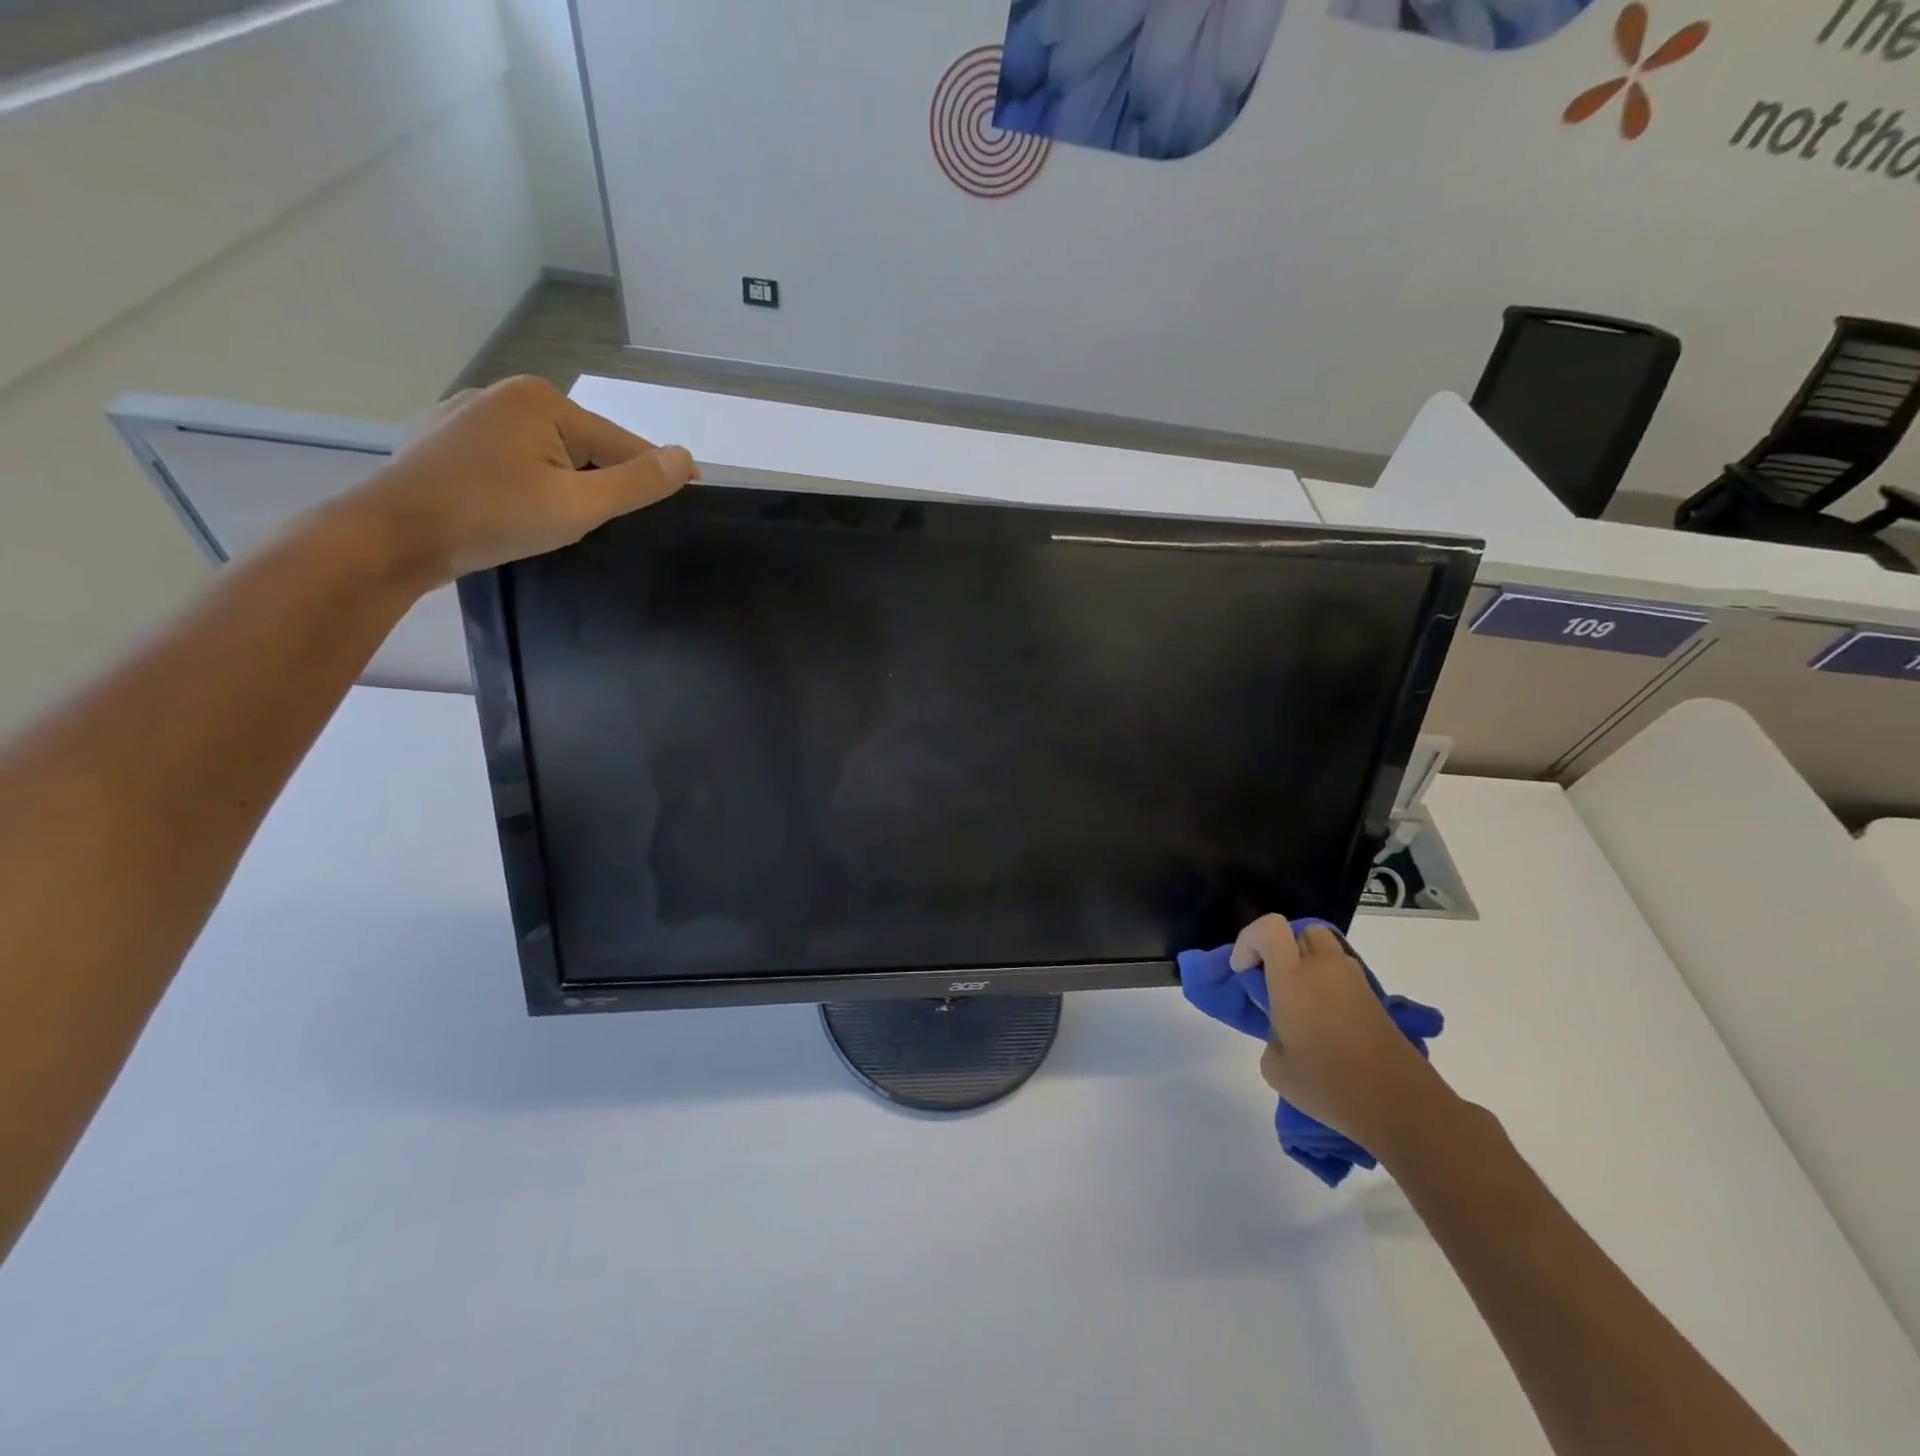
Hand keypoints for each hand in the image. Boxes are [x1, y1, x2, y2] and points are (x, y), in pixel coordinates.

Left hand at [350, 375, 698, 586]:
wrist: (390, 537)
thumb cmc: (492, 518)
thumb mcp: (579, 506)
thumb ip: (637, 482)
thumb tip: (684, 457)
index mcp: (542, 401)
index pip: (620, 443)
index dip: (654, 473)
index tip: (692, 494)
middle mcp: (505, 393)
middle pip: (583, 445)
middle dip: (603, 482)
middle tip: (615, 525)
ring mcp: (468, 413)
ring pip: (546, 452)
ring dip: (566, 482)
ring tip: (566, 521)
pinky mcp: (443, 438)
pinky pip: (509, 457)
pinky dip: (528, 481)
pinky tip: (519, 508)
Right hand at [1231, 915, 1449, 1158]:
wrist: (1401, 1105)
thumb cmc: (1329, 1085)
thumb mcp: (1276, 1068)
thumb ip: (1271, 1034)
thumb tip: (1284, 1030)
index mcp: (1293, 979)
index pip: (1269, 928)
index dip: (1249, 941)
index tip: (1243, 972)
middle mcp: (1323, 969)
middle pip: (1301, 932)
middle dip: (1282, 948)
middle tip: (1275, 982)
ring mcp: (1354, 981)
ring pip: (1325, 950)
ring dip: (1308, 965)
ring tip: (1302, 1005)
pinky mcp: (1375, 999)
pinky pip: (1343, 975)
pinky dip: (1329, 985)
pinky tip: (1327, 1022)